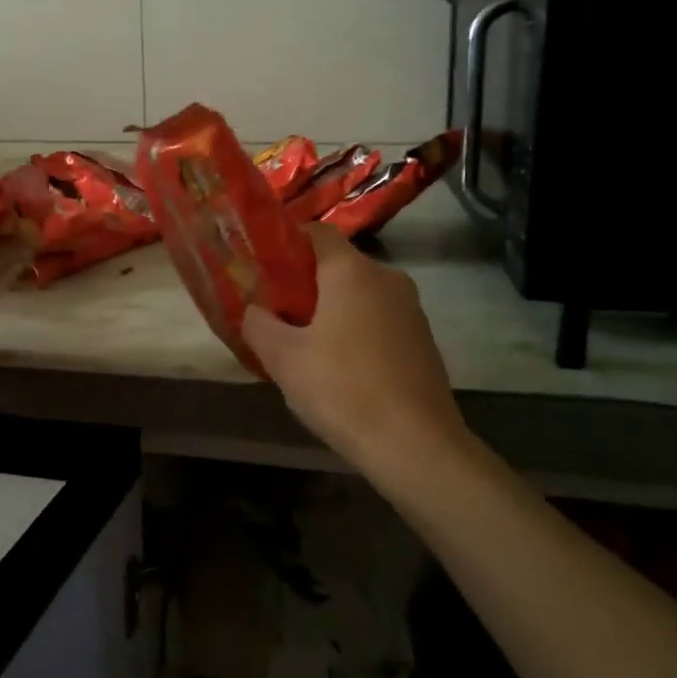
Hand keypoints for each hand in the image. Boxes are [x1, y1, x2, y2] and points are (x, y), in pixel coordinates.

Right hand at [244, 227, 470, 472]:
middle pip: (337, 265)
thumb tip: (254, 310)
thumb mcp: (282, 358)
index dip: (285, 242)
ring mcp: (410, 309)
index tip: (261, 266)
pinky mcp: (422, 340)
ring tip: (303, 343)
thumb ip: (258, 323)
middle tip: (274, 311)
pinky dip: (355, 330)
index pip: (316, 232)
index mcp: (352, 271)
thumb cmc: (342, 389)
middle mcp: (387, 278)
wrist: (415, 445)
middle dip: (304, 283)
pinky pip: (378, 320)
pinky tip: (339, 367)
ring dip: (330, 310)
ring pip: (359, 295)